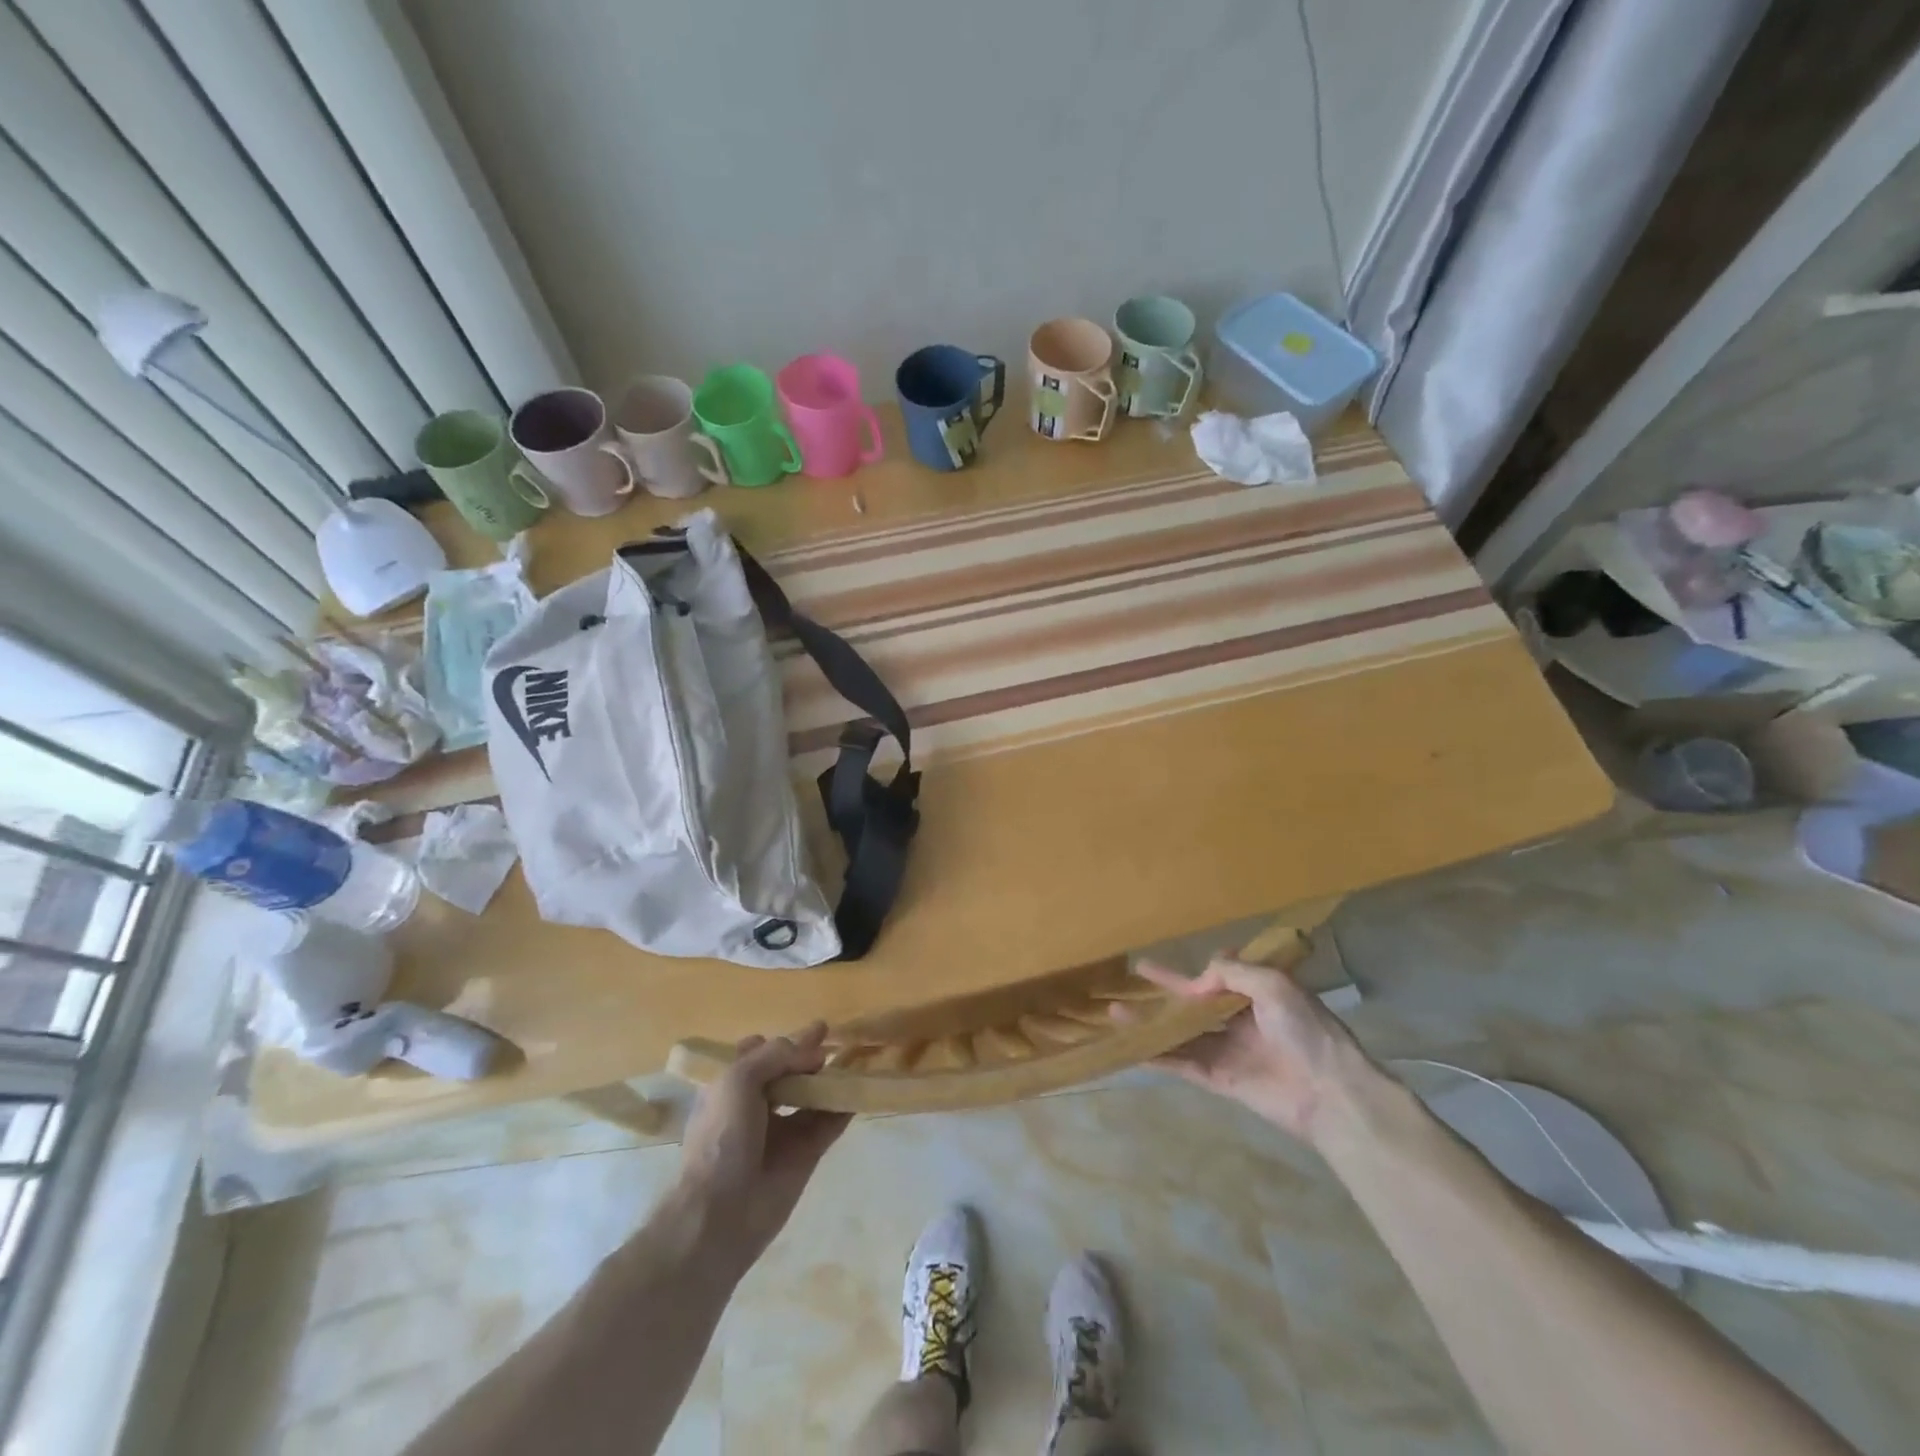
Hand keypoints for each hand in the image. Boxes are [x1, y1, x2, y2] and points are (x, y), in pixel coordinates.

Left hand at [675, 1023, 850, 1265]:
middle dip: (808, 1056)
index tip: (806, 1032)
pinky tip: (861, 1089)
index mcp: (730, 1087)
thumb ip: (776, 1055)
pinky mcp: (805, 1154)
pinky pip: (829, 1123)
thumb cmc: (722, 1138)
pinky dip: (844, 1106)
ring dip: (830, 1078)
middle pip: (787, 1072)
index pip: (755, 1054)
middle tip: (833, 1039)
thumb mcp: (738, 1080)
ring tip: (855, 1058)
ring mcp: (782, 1130)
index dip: (777, 1042)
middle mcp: (755, 1105)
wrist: (722, 1213)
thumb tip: (815, 1053)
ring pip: (811, 1095)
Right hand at [1135, 953, 1382, 1146]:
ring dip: (1151, 1022)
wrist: (1330, 1094)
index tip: (1193, 961)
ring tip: (1115, 1012)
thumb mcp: (1274, 986)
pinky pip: (1182, 1064)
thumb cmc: (1307, 1031)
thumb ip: (1233, 973)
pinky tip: (1132, 1049)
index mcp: (1260, 996)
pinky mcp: (1220, 1080)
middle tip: (1137, 972)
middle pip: (1195, 1003)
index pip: (1226, 976)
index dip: (1207, 969)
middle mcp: (1241, 1021)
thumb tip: (1200, 977)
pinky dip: (1158, 1056)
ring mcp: (1228, 1051)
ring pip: (1182, 1032)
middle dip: (1167, 989)